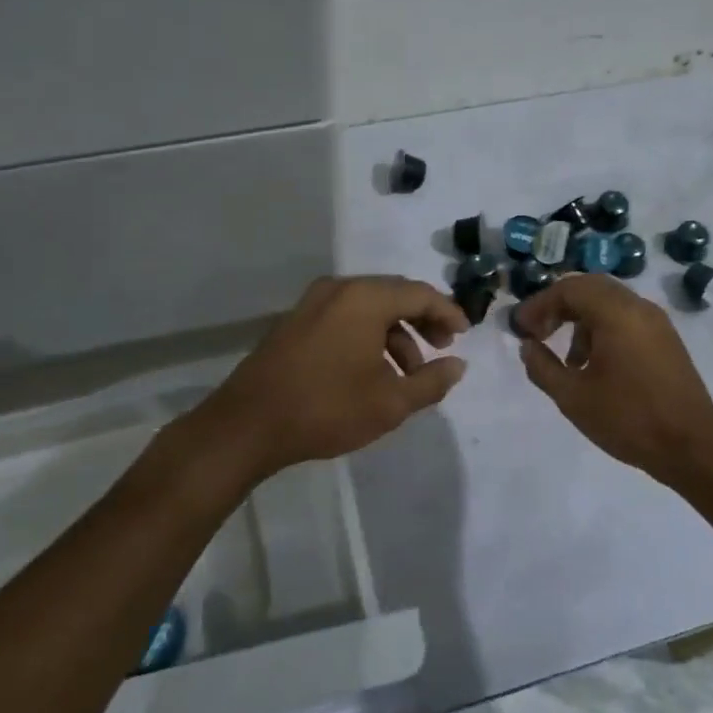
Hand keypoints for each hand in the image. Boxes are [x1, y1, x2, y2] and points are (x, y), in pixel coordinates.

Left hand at [195, 275, 469, 477]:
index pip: (420, 293)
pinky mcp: (296, 320)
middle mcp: (339, 288)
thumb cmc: (327, 408)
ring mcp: (313, 302)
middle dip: (422, 320)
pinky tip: (372, 371)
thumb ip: (431, 381)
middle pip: (394, 294)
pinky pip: (345, 316)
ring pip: (368, 307)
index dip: (448, 312)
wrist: (248, 423)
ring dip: (394, 333)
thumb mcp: (390, 402)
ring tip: (407, 373)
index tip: (465, 335)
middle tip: (441, 349)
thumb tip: (458, 366)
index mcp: (365, 298)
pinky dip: (368, 335)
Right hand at [516, 274, 712, 478]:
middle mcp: (638, 307)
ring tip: (567, 360)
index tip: (520, 329)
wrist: (693, 448)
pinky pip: (626, 319)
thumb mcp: (573, 397)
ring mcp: (657, 322)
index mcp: (615, 313)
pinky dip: (603, 330)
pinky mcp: (666, 340)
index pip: (568, 289)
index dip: (538, 305)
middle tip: (537, 332)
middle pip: (589, 288)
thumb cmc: (628, 419)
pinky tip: (595, 366)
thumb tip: (527, 346)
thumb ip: (542, 367)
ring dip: (581, 320)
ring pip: (609, 303)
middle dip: (558, 306)